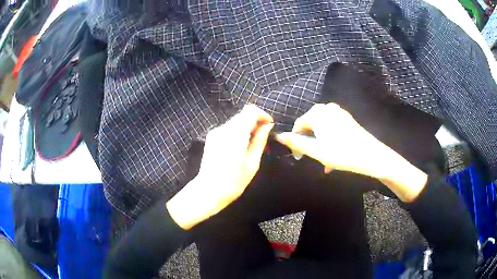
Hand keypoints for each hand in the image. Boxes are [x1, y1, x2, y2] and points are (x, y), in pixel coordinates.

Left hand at [167, 104, 273, 228]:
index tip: (269, 126)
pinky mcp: (211, 137)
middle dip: (255, 122)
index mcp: (235, 135)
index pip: (250, 111)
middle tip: (263, 138)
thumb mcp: (252, 164)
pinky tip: (240, 148)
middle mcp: (223, 129)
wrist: (208, 191)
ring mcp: (215, 132)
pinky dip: (238, 132)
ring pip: (236, 121)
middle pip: (243, 115)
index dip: (262, 115)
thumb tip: (267, 126)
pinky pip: (228, 129)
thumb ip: (260, 141)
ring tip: (253, 145)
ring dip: (247, 128)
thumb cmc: (233, 182)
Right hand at [275, 103, 387, 177]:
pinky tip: (333, 156)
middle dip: (308, 143)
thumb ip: (296, 142)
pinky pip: (332, 128)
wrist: (371, 156)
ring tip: (322, 160)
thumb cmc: (341, 153)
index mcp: (317, 113)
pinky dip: (329, 140)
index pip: (298, 125)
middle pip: (310, 126)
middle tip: (310, 158)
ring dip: (319, 144)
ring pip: (322, 129)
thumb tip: (278, 135)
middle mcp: (327, 108)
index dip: (295, 141)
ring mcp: (339, 113)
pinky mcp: (347, 119)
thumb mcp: (315, 150)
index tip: (298, 157)